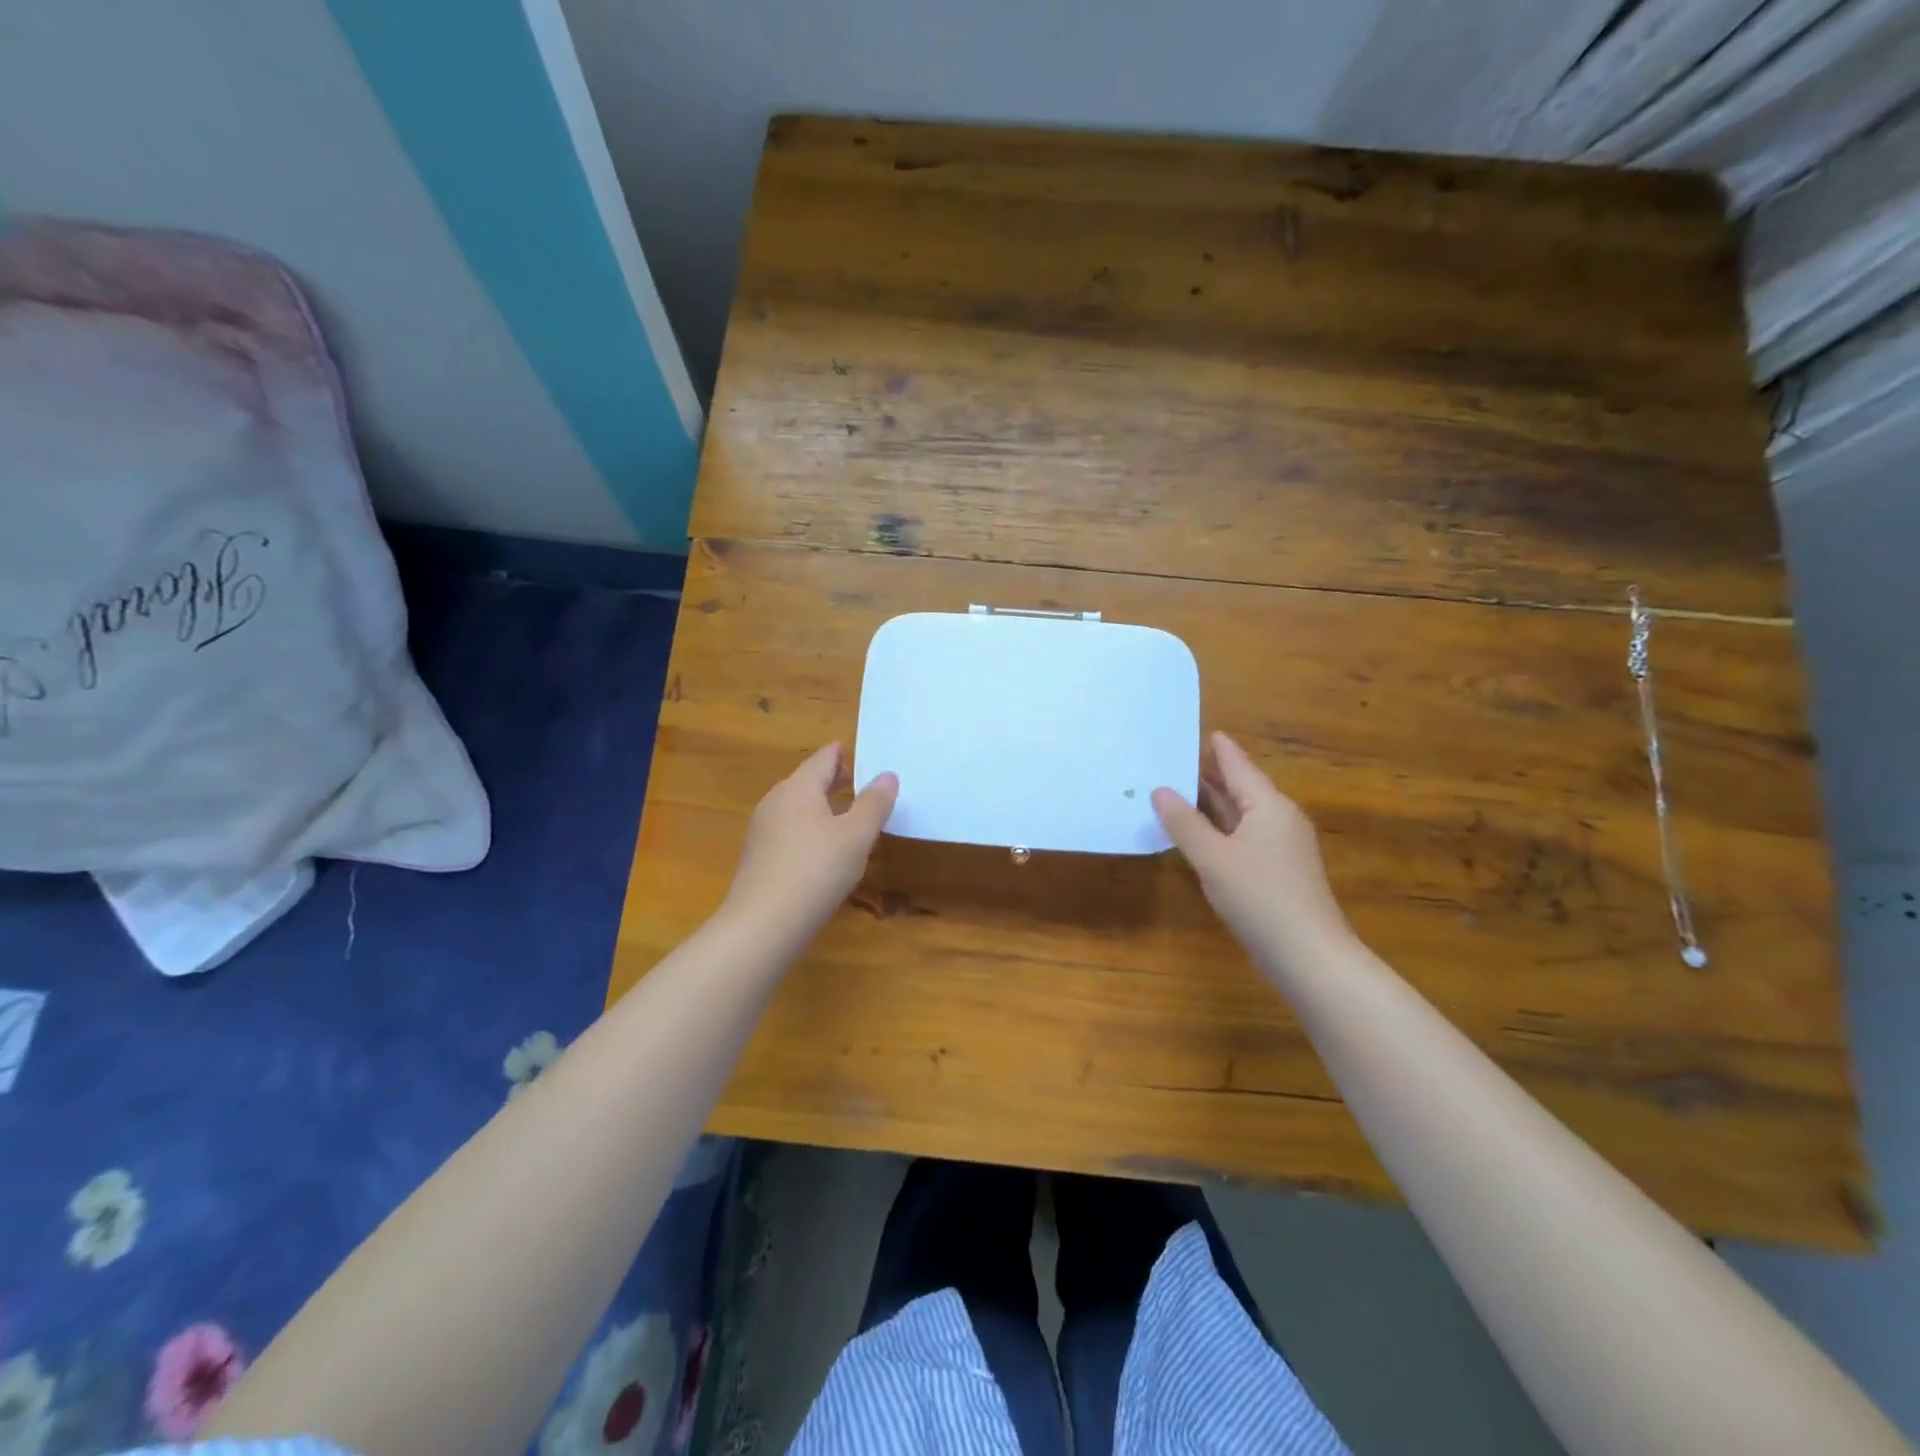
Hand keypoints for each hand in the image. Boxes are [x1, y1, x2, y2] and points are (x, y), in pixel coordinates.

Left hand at [722, 744, 898, 944]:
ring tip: (849, 815)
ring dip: (823, 806)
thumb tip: (887, 775)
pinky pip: (790, 830)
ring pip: (798, 807)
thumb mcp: (856, 836)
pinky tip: (825, 848)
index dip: (843, 754)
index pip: (823, 759)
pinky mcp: (759, 857)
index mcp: (798, 788)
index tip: (863, 753)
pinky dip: (811, 828)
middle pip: (807, 780)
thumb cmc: (815, 871)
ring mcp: (763, 830)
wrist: (762, 925)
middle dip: (835, 779)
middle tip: (862, 782)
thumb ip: (874, 804)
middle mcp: (776, 801)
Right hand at [1152, 731, 1350, 969]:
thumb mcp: (1213, 858)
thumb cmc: (1260, 897)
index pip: (1239, 766)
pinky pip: (1243, 838)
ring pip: (1241, 816)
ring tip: (1176, 794)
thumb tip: (1160, 790)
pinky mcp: (1278, 872)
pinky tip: (1198, 838)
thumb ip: (1184, 823)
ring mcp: (1282, 847)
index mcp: (1268, 806)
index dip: (1219, 749)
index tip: (1202, 731)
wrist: (1309, 955)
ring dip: (1211, 806)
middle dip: (1208, 777)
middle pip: (1240, 789)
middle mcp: (1278, 819)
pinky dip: (1219, 831)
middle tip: (1172, 763)